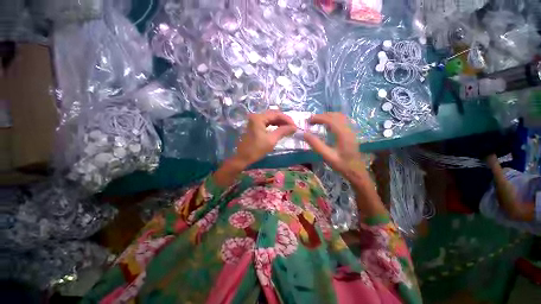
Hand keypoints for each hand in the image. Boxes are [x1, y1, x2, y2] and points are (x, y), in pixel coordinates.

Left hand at [233, 110, 296, 167]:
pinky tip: (280, 129)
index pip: (276, 114)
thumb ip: (283, 131)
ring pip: (270, 118)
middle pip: (273, 114)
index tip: (295, 126)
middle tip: (292, 127)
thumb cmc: (256, 149)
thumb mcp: (271, 140)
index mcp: (259, 118)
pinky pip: (267, 123)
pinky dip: (274, 125)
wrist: (243, 158)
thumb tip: (294, 127)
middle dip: (284, 120)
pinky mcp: (254, 126)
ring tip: (288, 128)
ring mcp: (254, 121)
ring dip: (279, 122)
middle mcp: (256, 116)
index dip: (287, 119)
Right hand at [303, 113, 362, 175]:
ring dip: (327, 116)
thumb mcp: (327, 156)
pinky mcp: (351, 133)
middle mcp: (348, 129)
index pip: (330, 119)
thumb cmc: (341, 164)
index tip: (308, 121)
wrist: (356, 171)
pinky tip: (327, 126)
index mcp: (342, 134)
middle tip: (311, 121)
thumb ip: (316, 144)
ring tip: (317, 122)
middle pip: (335, 115)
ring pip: (339, 116)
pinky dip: (332, 119)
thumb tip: (304, 134)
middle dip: (322, 116)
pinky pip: (342, 120)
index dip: (318, 118)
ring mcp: (351, 130)